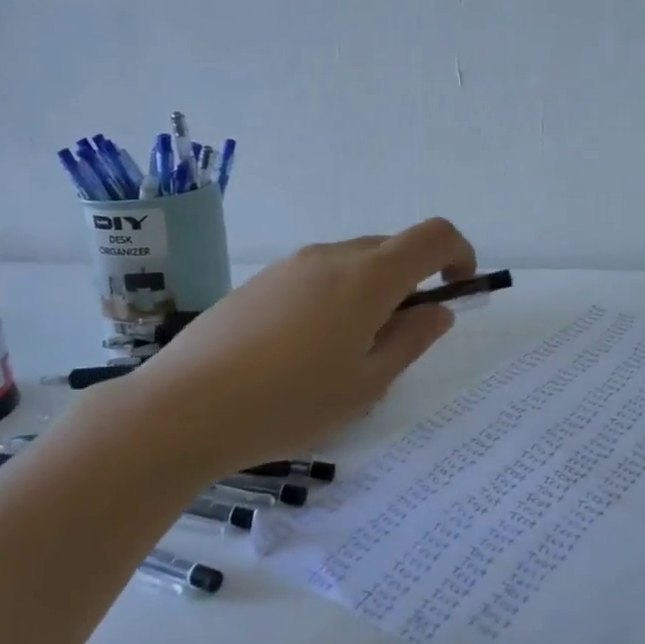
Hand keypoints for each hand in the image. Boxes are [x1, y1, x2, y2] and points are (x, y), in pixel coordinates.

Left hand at [117, 218, 477, 473]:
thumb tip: (438, 310)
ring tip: (350, 353)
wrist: (185, 407)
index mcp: (368, 277)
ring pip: (353, 263)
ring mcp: (291, 266)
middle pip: (392, 249)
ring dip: (373, 292)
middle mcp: (331, 257)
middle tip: (401, 339)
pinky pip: (318, 276)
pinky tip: (308, 350)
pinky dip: (337, 297)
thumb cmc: (290, 402)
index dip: (459, 254)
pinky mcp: (261, 281)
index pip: (433, 237)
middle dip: (413, 282)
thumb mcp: (366, 384)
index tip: (459, 288)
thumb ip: (411, 340)